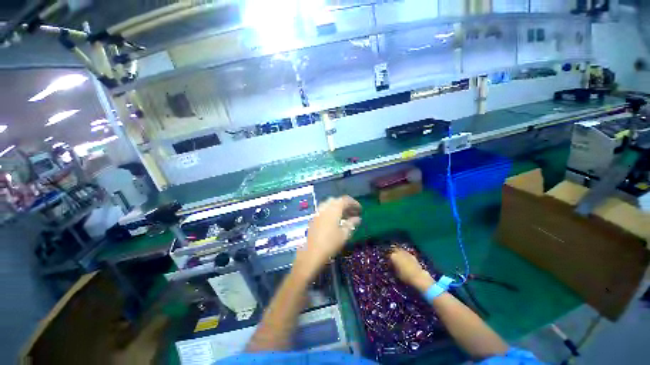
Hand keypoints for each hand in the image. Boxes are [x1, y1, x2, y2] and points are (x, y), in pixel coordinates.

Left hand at [293, 196, 361, 279]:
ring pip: (329, 205)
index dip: (354, 203)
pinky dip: (331, 212)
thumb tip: (357, 218)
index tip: (360, 209)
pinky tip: (335, 221)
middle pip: (337, 201)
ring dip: (338, 208)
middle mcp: (325, 207)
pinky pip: (324, 210)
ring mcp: (317, 212)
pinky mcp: (313, 218)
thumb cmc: (330, 244)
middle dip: (345, 205)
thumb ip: (351, 224)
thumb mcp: (344, 234)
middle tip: (353, 213)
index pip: (345, 200)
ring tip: (345, 217)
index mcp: (333, 209)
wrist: (310, 254)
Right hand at [390, 248, 434, 291]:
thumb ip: (392, 268)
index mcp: (393, 256)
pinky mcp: (412, 255)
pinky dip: (405, 256)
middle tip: (392, 258)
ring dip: (399, 253)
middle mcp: (398, 252)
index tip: (388, 263)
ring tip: (399, 259)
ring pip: (400, 250)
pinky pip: (406, 254)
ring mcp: (406, 253)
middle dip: (393, 253)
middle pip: (394, 250)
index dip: (388, 260)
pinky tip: (406, 260)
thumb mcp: (395, 274)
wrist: (418, 278)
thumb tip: (392, 266)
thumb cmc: (404, 277)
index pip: (388, 256)